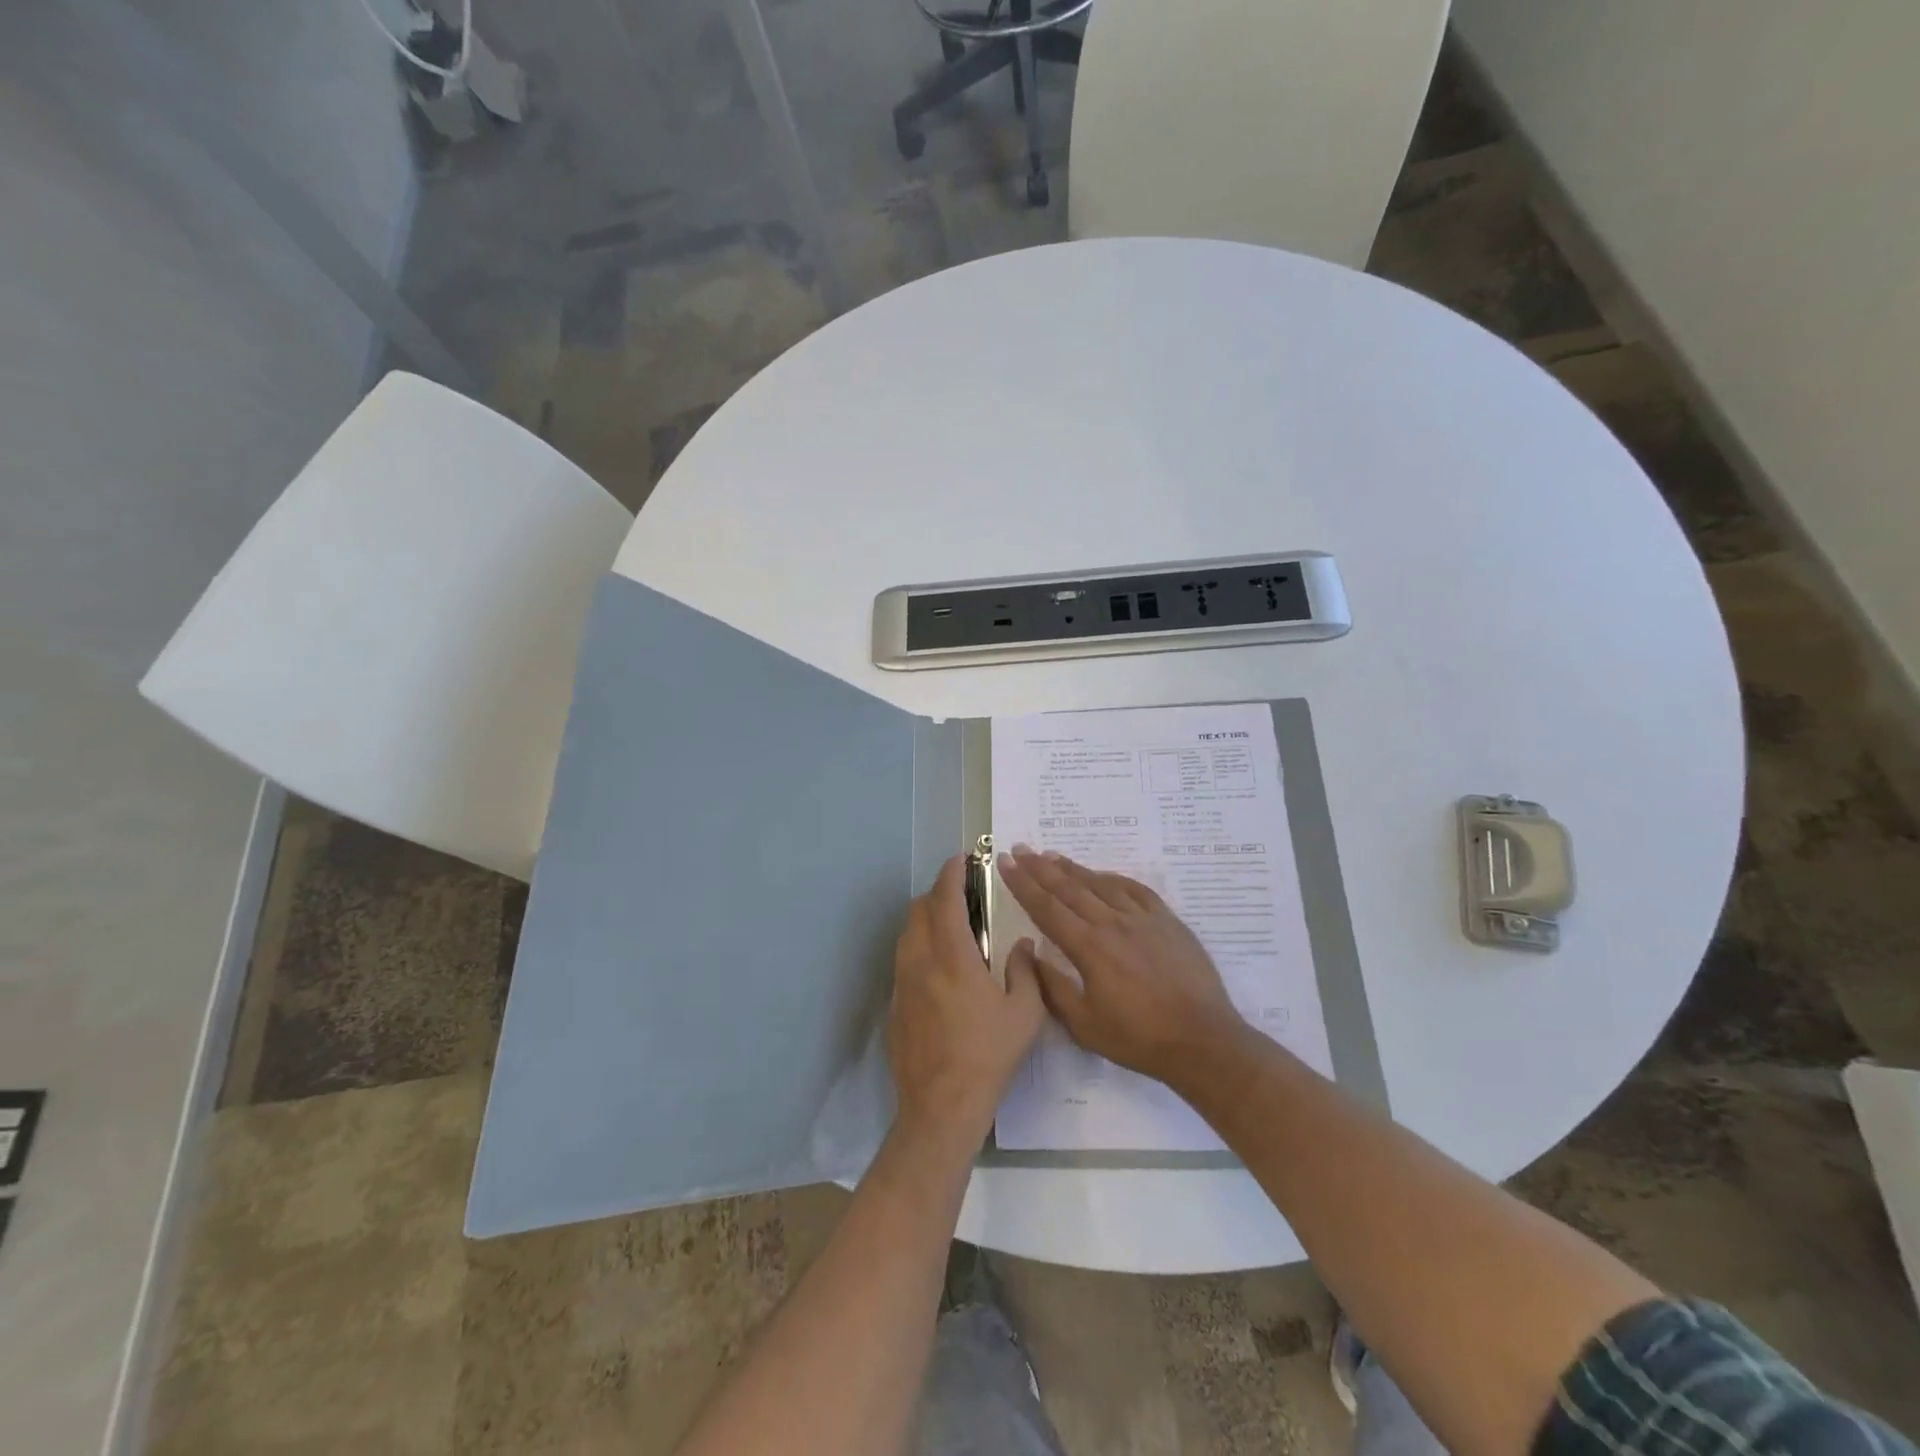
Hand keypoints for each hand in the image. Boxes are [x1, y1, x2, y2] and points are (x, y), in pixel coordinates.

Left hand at [889, 855, 1047, 1151]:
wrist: (940, 1106)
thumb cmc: (987, 1056)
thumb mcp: (1024, 1014)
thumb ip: (1025, 971)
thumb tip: (1021, 945)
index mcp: (952, 957)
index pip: (945, 900)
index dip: (951, 874)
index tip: (960, 859)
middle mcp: (920, 961)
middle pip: (918, 910)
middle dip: (938, 893)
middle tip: (962, 894)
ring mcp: (901, 983)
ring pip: (907, 934)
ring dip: (925, 919)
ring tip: (951, 927)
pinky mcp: (894, 1005)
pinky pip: (903, 961)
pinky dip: (919, 948)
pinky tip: (939, 969)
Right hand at [997, 846, 1249, 1089]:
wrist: (1202, 1040)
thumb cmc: (1138, 1038)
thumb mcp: (1084, 1024)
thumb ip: (1053, 988)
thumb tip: (1032, 954)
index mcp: (1088, 947)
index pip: (1046, 908)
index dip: (1022, 884)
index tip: (1005, 862)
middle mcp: (1112, 923)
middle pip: (1069, 888)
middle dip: (1040, 867)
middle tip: (1020, 849)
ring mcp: (1143, 918)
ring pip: (1100, 884)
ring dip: (1073, 869)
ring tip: (1052, 855)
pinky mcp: (1168, 921)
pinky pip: (1135, 890)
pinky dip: (1113, 879)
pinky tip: (1103, 875)